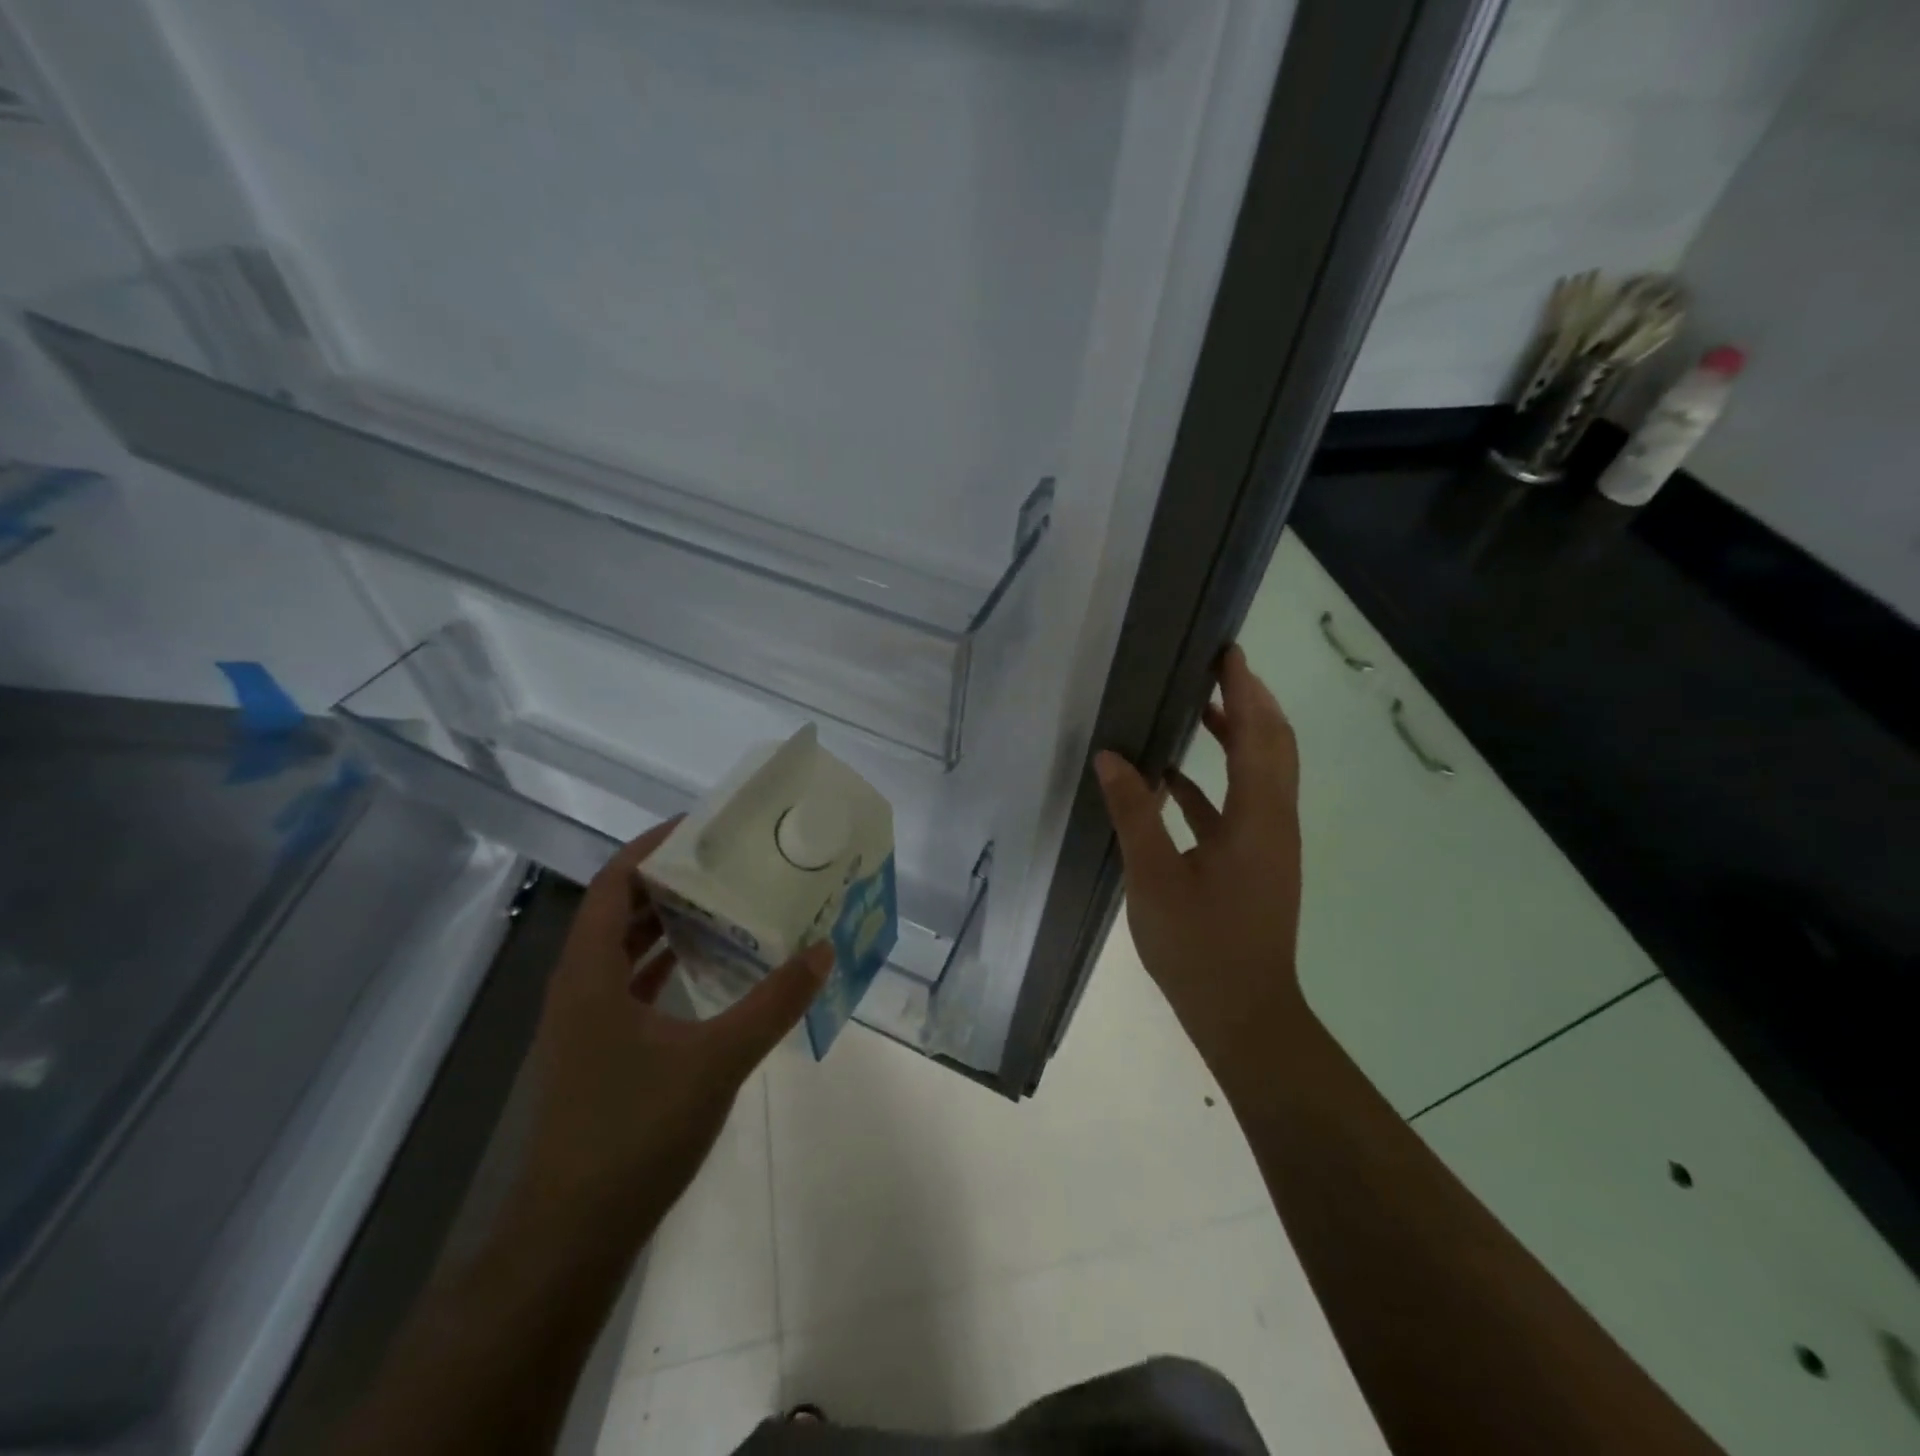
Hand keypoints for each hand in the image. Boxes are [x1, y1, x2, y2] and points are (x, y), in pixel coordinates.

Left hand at [518, 820, 831, 1246]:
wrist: (572, 1237)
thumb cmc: (635, 1133)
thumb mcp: (717, 1059)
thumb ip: (774, 1002)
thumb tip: (824, 950)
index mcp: (589, 974)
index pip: (614, 883)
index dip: (652, 847)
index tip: (703, 826)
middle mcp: (578, 988)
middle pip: (618, 910)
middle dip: (668, 880)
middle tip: (726, 860)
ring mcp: (584, 1024)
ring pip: (622, 950)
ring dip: (666, 922)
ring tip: (724, 902)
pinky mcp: (597, 1053)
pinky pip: (629, 986)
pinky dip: (664, 964)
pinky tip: (705, 967)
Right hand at [1094, 644, 1305, 1070]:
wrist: (1244, 1015)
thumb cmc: (1200, 947)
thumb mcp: (1154, 878)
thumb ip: (1134, 813)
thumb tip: (1111, 757)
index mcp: (1257, 818)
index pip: (1258, 736)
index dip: (1245, 691)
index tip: (1228, 652)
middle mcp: (1273, 822)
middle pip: (1273, 746)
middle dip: (1249, 702)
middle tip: (1215, 668)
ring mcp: (1268, 844)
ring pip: (1260, 774)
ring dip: (1236, 738)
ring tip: (1196, 708)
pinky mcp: (1256, 863)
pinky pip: (1240, 806)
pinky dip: (1215, 782)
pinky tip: (1173, 779)